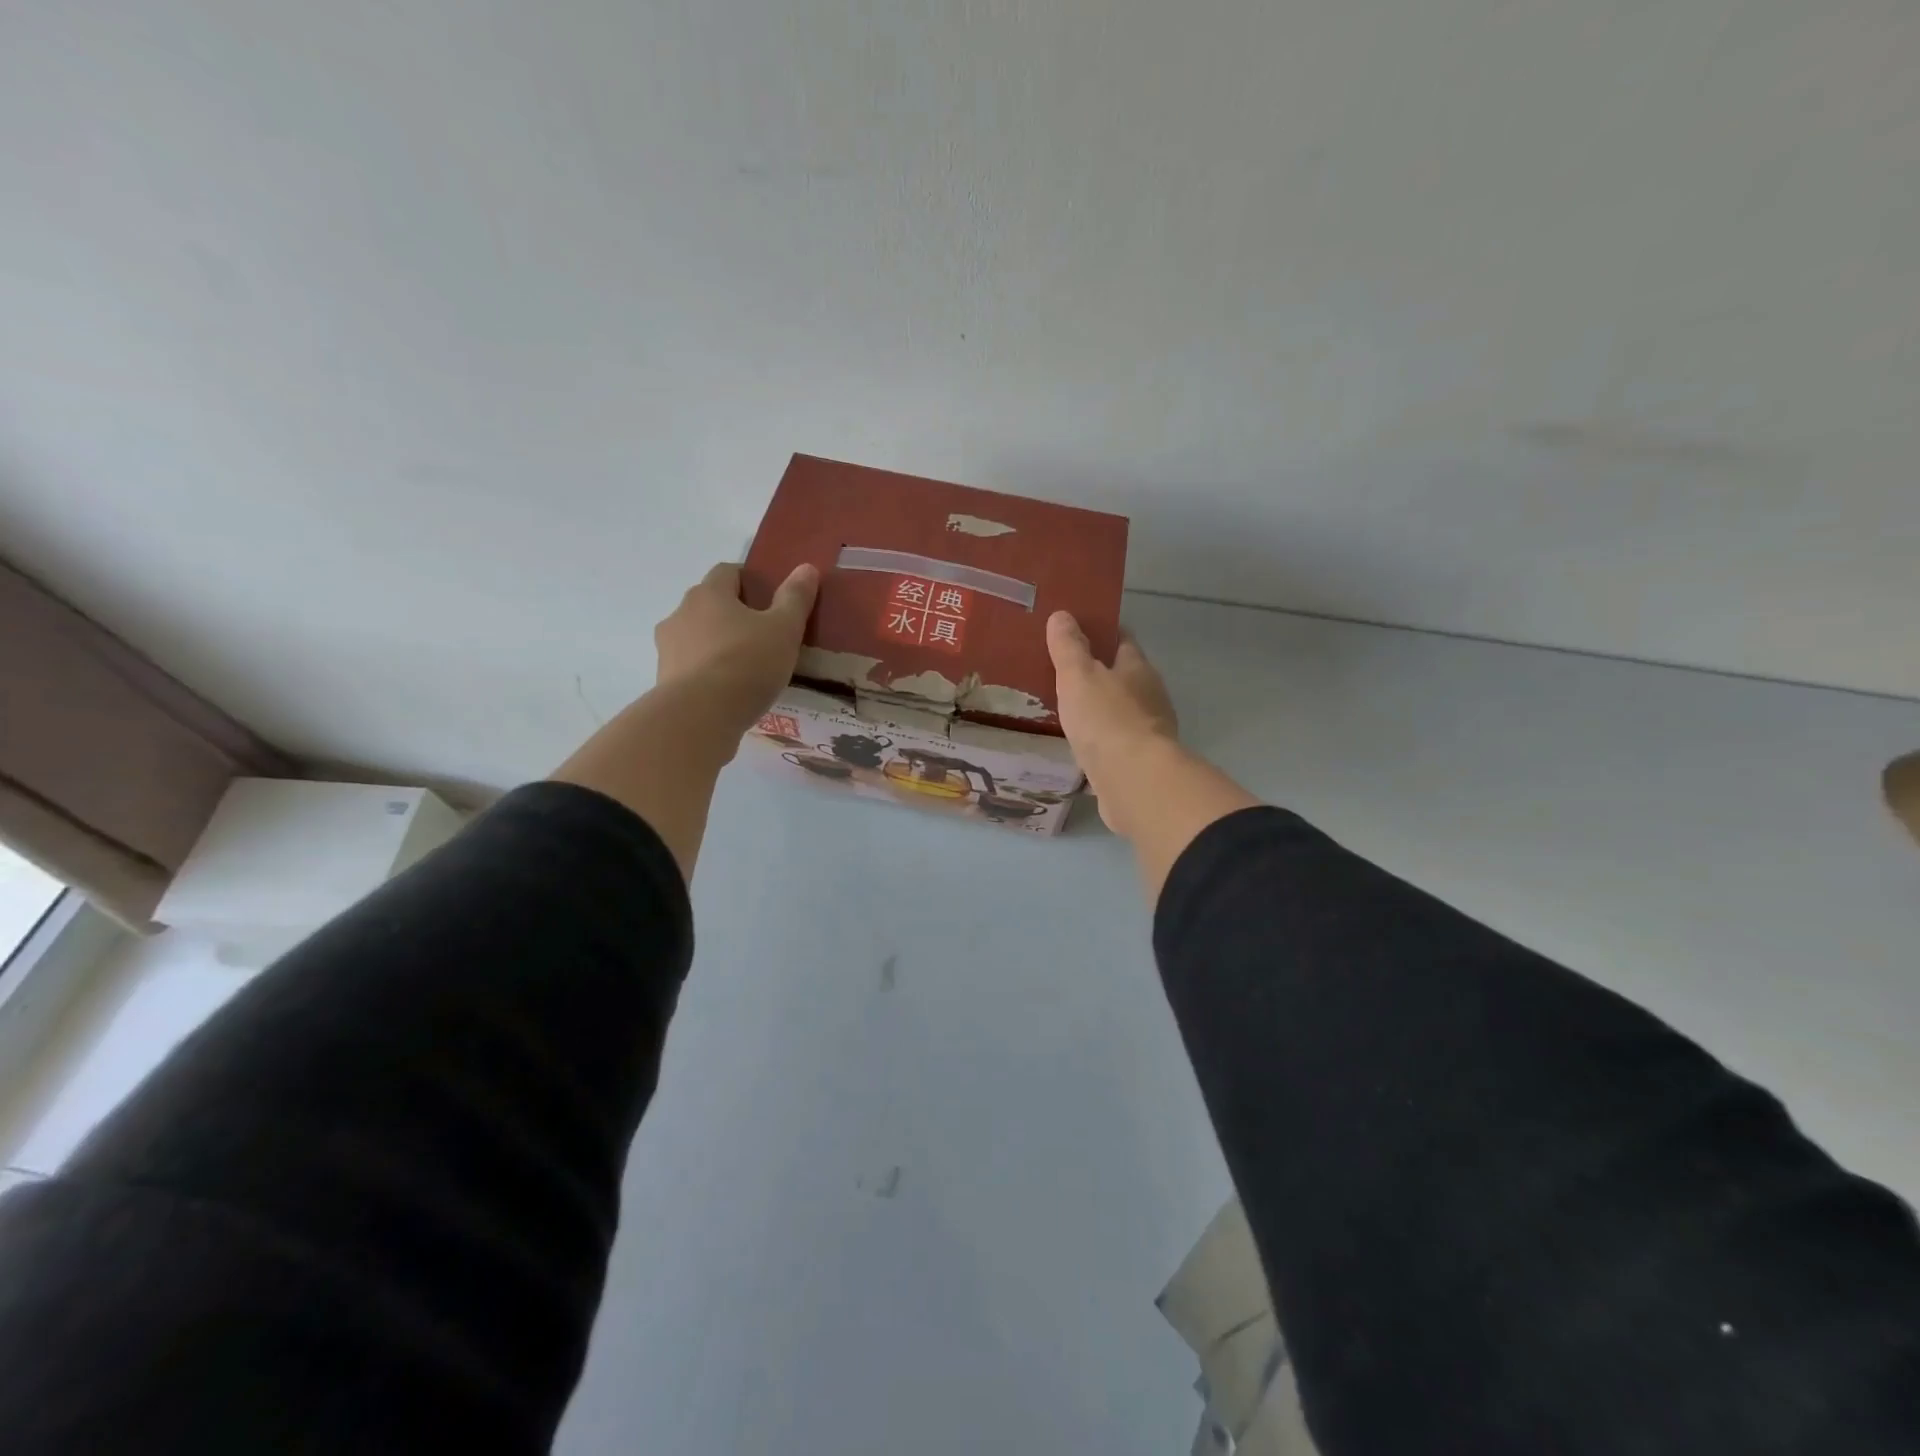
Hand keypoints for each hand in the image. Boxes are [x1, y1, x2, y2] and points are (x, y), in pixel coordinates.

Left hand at [655, 562, 818, 741]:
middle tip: (763, 635)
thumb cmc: (746, 664)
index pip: (727, 572)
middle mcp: (681, 614)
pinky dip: (707, 672)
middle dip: (733, 614)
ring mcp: (668, 648)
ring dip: (717, 645)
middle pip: (709, 604)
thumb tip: (806, 568)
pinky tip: (728, 692)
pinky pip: (691, 667)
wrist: (699, 717)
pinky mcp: (664, 680)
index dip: (749, 580)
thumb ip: (795, 599)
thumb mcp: (784, 630)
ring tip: (746, 668)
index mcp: (709, 594)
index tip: (769, 599)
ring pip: (697, 637)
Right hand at [1046, 611, 1179, 833]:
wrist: (1134, 782)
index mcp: (1138, 669)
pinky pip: (1113, 745)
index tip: (1075, 629)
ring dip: (1096, 711)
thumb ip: (1069, 647)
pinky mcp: (1137, 764)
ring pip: (1117, 713)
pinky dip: (1097, 742)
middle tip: (1060, 672)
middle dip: (1095, 674)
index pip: (1122, 640)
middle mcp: (1148, 697)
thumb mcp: (1079, 676)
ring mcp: (1146, 733)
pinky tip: (1076, 747)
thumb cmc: (1106, 720)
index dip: (1100, 632)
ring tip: (1063, 709)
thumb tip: (1063, 615)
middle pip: (1121, 678)